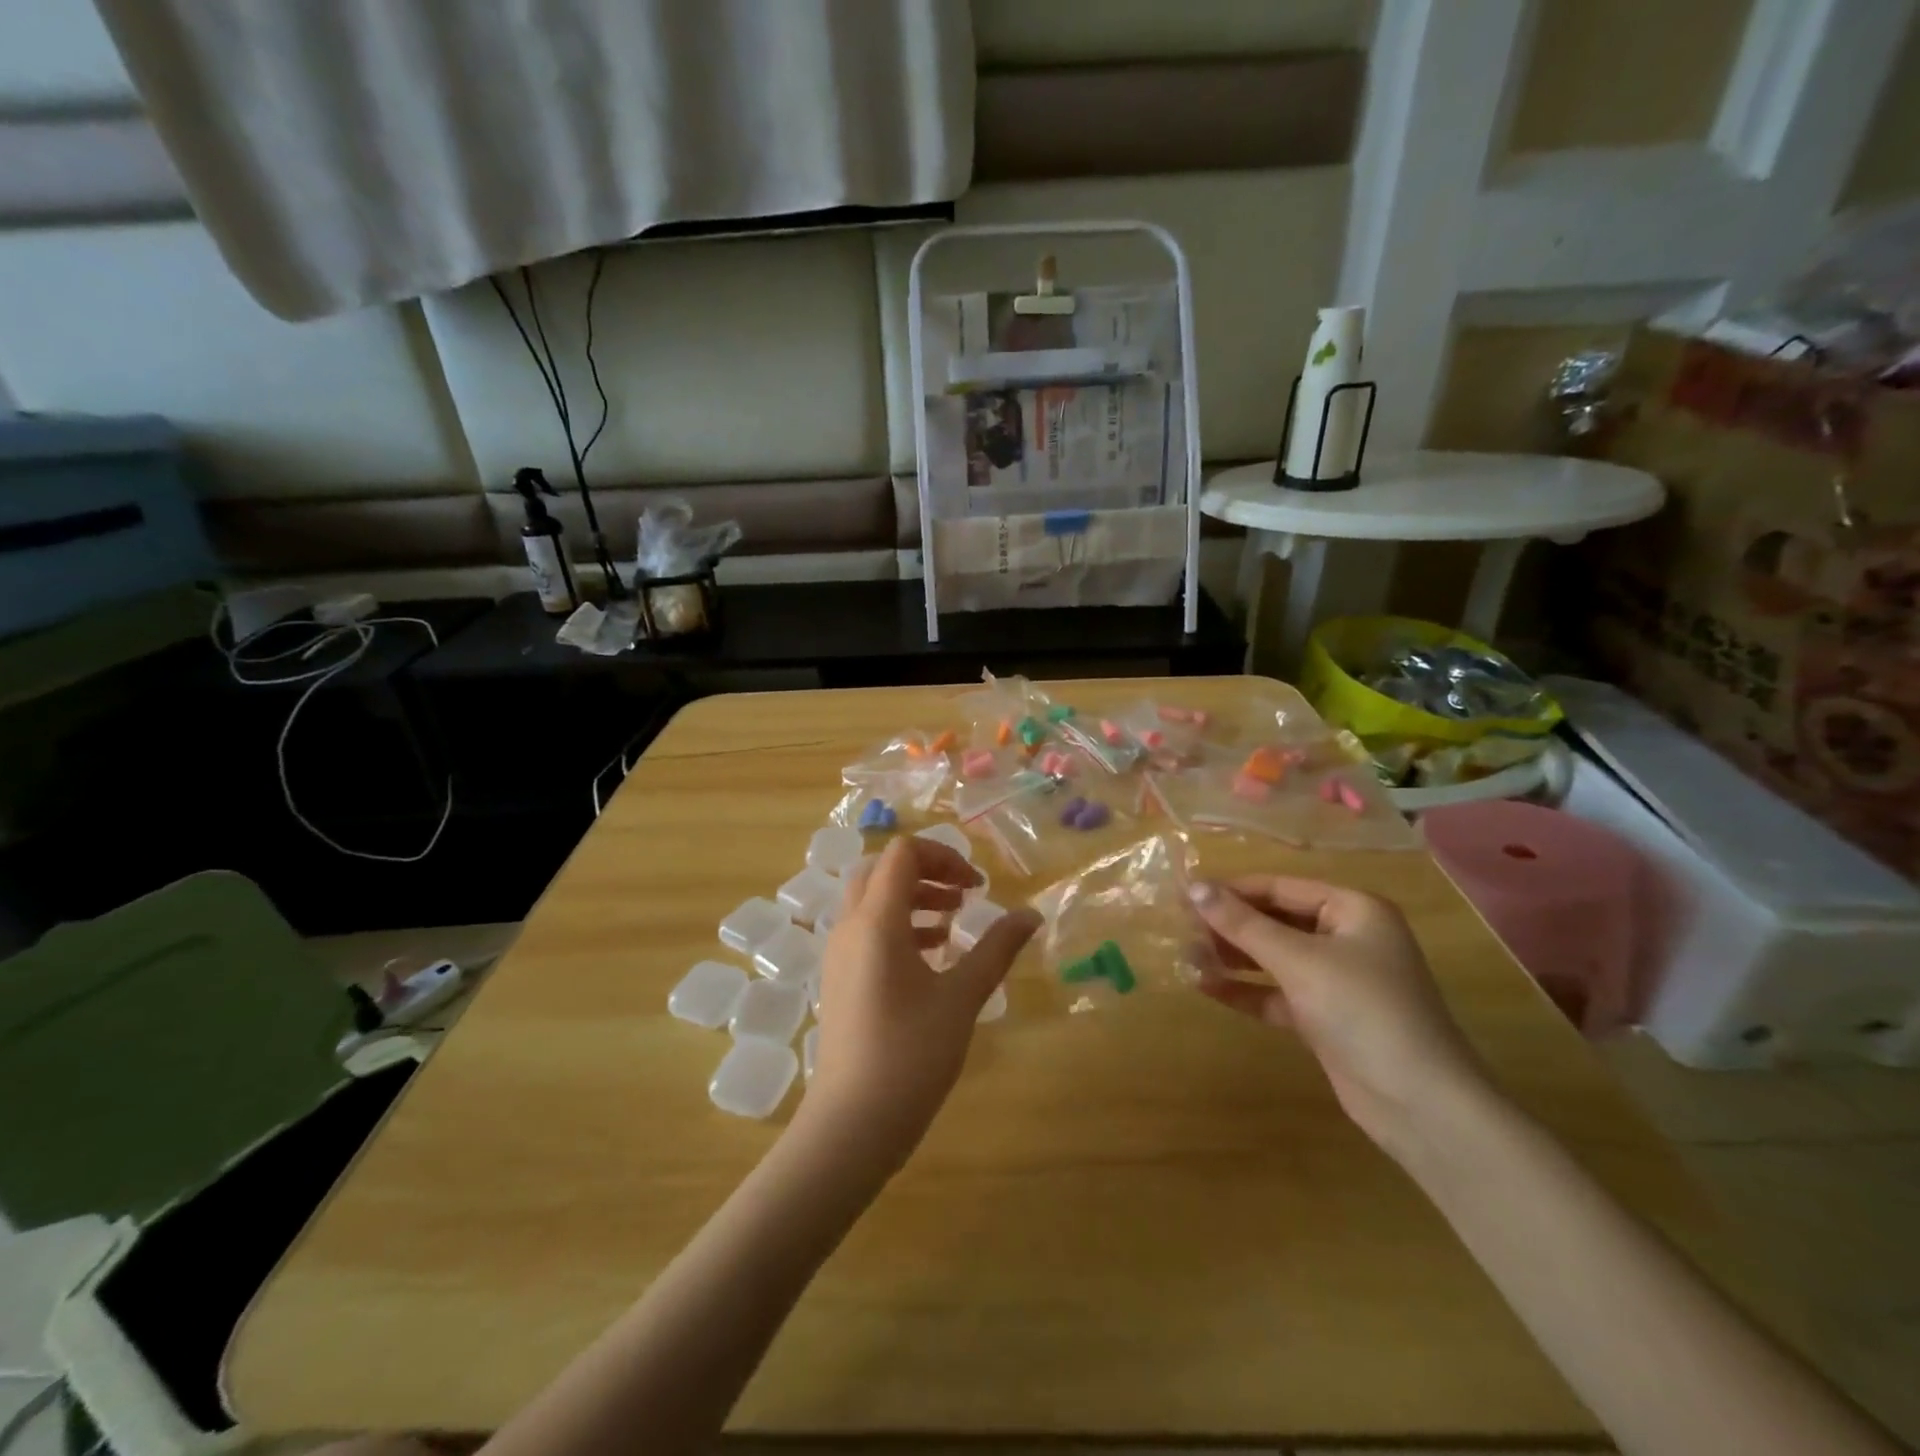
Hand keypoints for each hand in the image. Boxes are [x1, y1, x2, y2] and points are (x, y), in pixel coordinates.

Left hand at [803, 836, 1039, 1170]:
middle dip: (925, 873)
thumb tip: (1032, 915)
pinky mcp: (838, 979)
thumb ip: (997, 949)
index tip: (977, 888)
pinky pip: (865, 931)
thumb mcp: (962, 997)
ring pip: (871, 901)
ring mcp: (838, 954)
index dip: (943, 857)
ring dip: (912, 899)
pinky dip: (898, 927)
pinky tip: (930, 958)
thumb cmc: (911, 1054)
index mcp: (876, 921)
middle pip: (881, 871)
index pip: (902, 854)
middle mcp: (849, 927)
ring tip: (952, 926)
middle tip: (963, 897)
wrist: (851, 1124)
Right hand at [1186, 876, 1494, 1158]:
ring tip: (1186, 956)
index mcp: (1353, 910)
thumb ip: (1243, 923)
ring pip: (1273, 957)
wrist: (1420, 1104)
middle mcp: (1347, 938)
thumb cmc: (1362, 1011)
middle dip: (1229, 925)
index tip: (1184, 894)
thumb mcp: (1298, 960)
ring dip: (1232, 957)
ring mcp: (1337, 980)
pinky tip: (1206, 987)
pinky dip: (1245, 989)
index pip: (1280, 887)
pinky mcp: (1325, 1017)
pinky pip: (1276, 992)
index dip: (1232, 889)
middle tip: (1180, 928)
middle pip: (1275, 920)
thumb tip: (1192, 887)